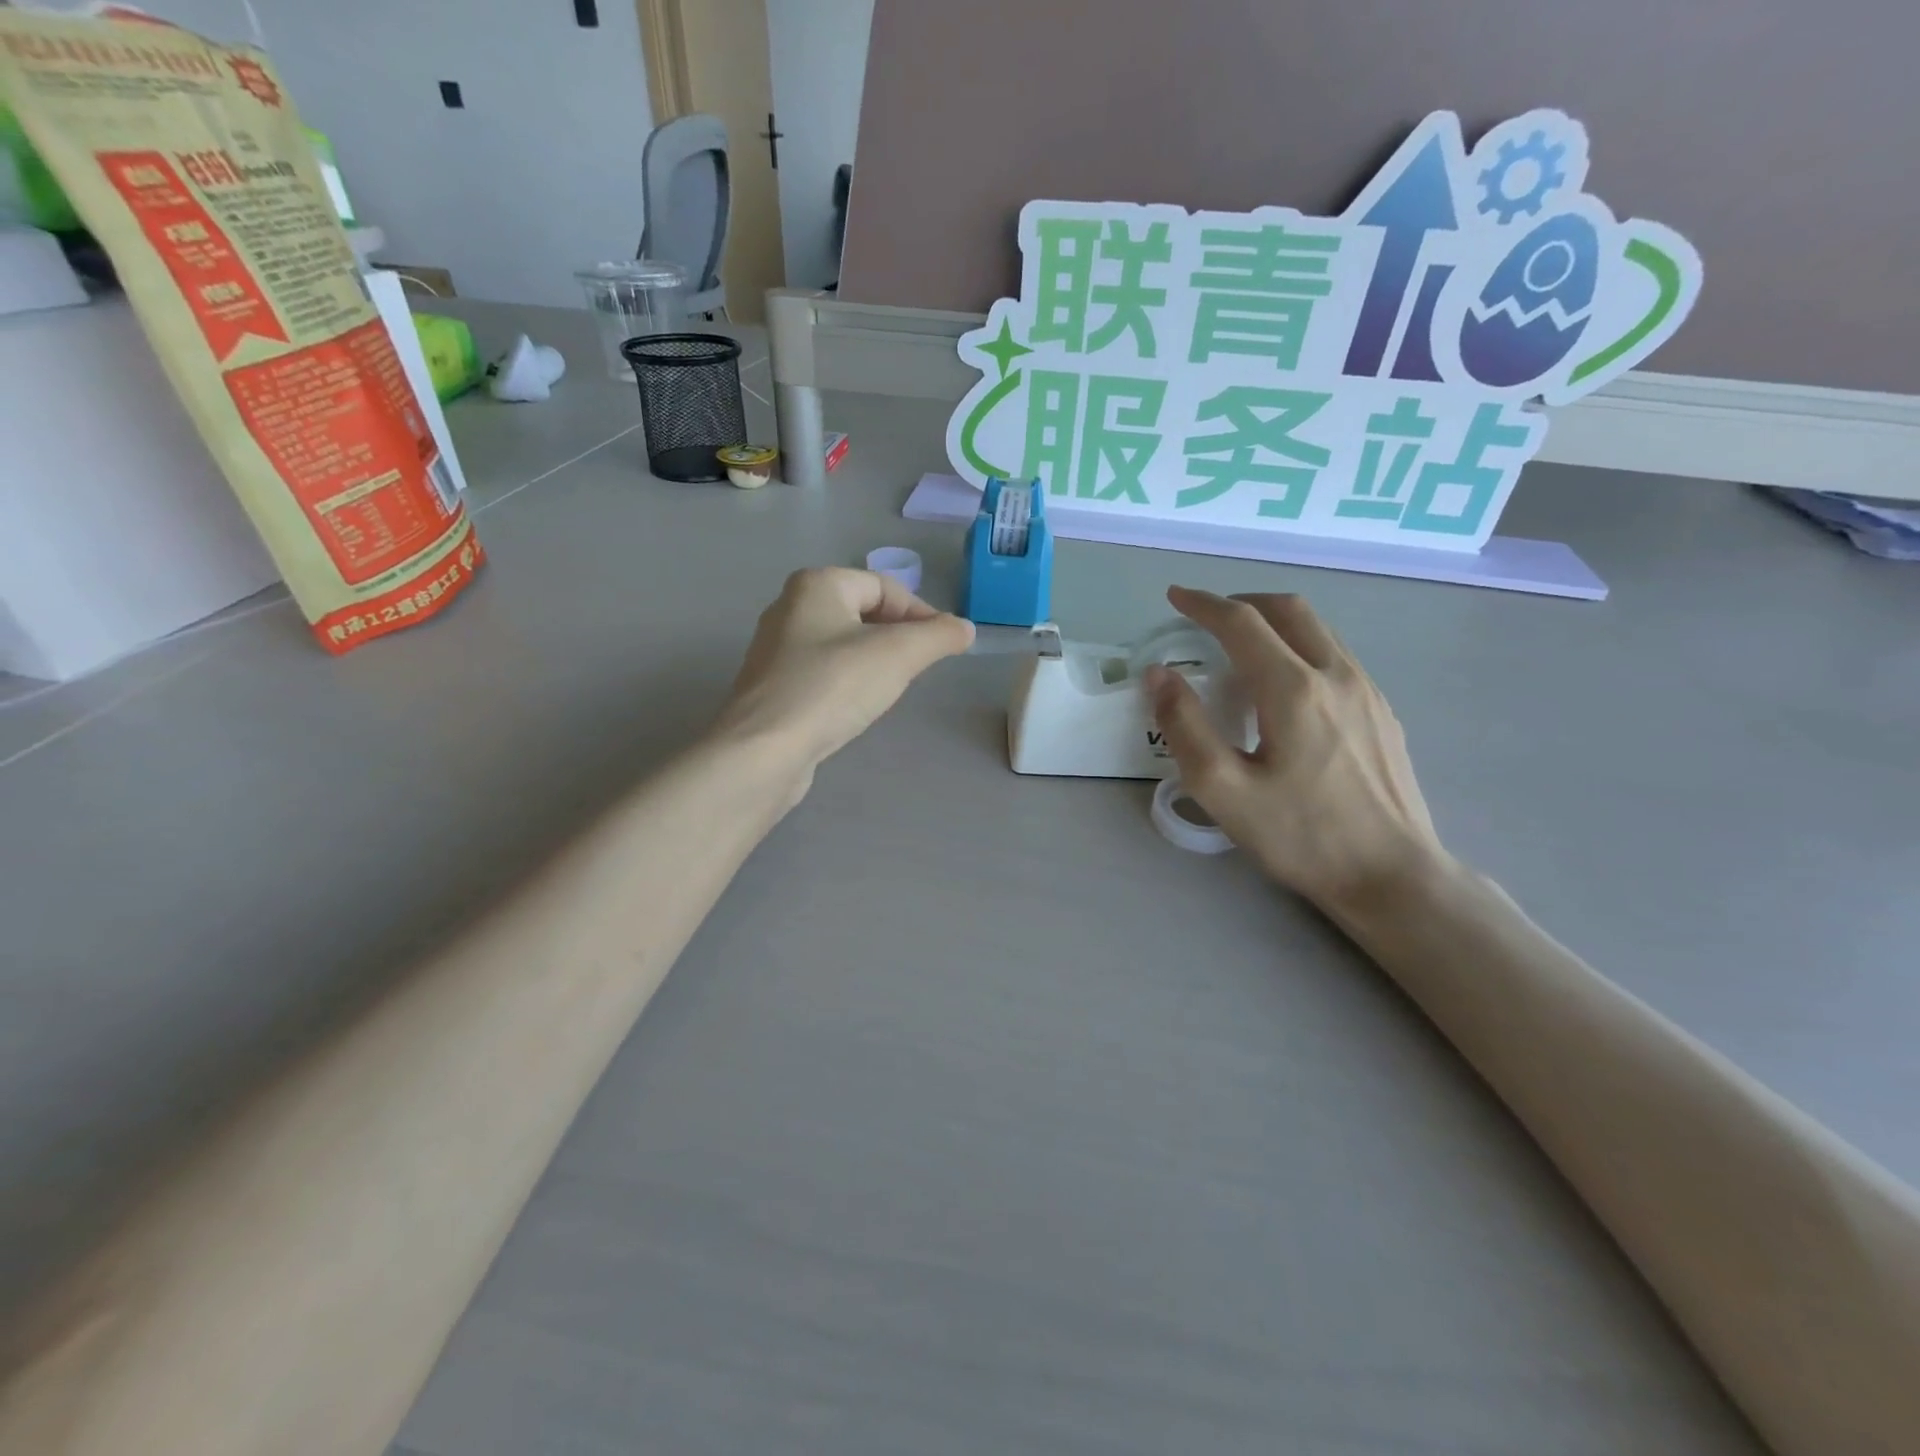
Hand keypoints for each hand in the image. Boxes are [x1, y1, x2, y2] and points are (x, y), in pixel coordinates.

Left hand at [715, 567, 973, 779]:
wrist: (765, 749)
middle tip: (918, 667)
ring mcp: (776, 649)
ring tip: (890, 688)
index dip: (921, 613)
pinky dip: (847, 682)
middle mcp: (790, 607)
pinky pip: (823, 672)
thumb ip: (938, 637)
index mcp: (817, 585)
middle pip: (862, 612)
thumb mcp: (898, 655)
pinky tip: (855, 707)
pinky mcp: (773, 686)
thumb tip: (965, 628)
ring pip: (842, 644)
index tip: (943, 646)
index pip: (884, 587)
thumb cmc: (833, 687)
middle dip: (897, 637)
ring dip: (873, 661)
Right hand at [1145, 586, 1442, 912]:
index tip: (1175, 597)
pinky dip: (1300, 646)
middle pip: (1289, 609)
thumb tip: (1159, 675)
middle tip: (1208, 617)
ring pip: (1319, 629)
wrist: (1392, 875)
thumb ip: (1184, 726)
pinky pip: (1336, 656)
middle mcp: (1336, 674)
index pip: (1242, 622)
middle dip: (1243, 602)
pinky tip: (1286, 686)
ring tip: (1242, 646)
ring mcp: (1367, 691)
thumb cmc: (1300, 835)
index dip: (1203, 604)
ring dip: (1275, 621)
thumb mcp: (1223, 789)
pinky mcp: (1383, 712)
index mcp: (1293, 689)